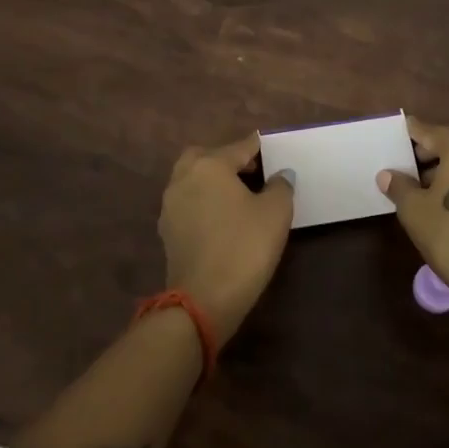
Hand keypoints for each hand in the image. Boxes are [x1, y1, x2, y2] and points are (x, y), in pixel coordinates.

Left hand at [159, 133, 295, 345]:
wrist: (203, 300)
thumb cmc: (244, 247)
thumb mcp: (275, 213)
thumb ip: (280, 186)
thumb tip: (280, 174)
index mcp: (210, 166)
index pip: (239, 147)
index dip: (258, 147)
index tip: (270, 148)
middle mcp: (184, 178)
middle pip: (206, 157)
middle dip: (226, 159)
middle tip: (251, 171)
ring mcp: (171, 205)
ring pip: (192, 179)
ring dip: (212, 181)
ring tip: (239, 195)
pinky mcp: (167, 231)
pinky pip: (188, 203)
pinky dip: (203, 202)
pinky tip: (222, 218)